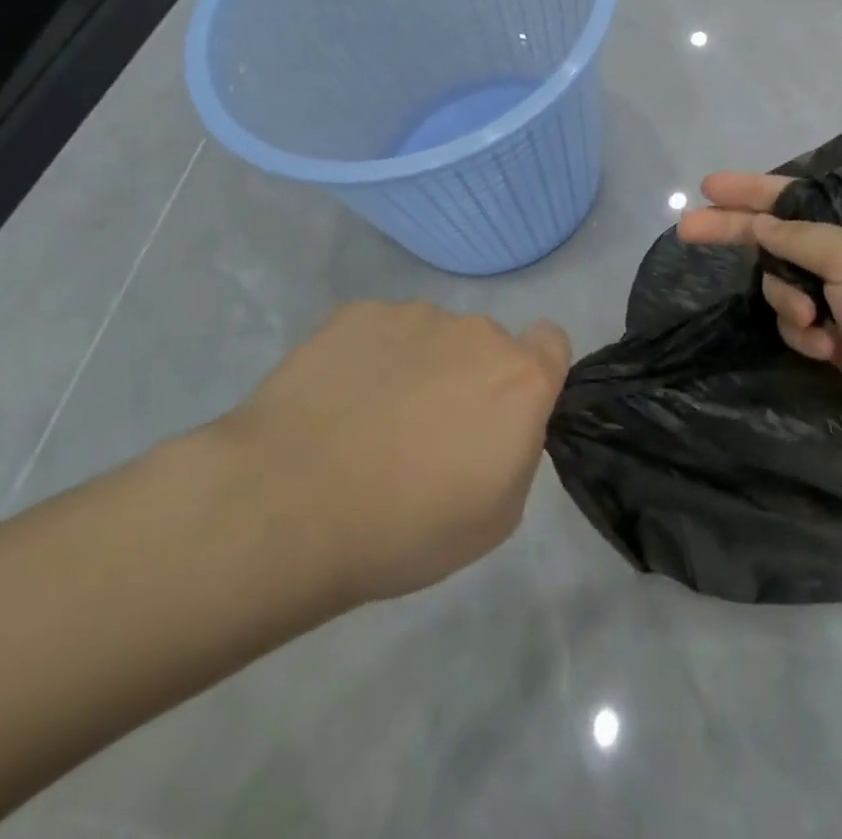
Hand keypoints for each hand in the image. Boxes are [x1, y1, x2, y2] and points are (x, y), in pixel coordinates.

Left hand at [216, 301, 569, 617]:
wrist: (289, 506)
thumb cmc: (405, 528)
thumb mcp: (495, 516)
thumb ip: (518, 451)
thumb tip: (502, 424)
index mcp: (520, 379)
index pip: (552, 341)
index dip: (535, 370)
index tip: (503, 409)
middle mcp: (477, 332)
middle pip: (486, 344)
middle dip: (468, 377)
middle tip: (424, 432)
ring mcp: (415, 315)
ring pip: (431, 336)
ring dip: (417, 366)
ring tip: (367, 421)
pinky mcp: (358, 312)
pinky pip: (380, 330)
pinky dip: (369, 357)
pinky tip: (335, 401)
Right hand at [678, 173, 841, 449]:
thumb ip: (796, 238)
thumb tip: (760, 224)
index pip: (789, 195)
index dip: (747, 189)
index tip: (708, 187)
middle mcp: (840, 252)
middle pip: (773, 237)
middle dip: (735, 235)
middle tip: (686, 230)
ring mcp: (836, 295)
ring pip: (779, 286)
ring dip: (787, 303)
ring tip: (813, 322)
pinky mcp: (832, 334)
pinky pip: (794, 323)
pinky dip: (804, 335)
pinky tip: (827, 348)